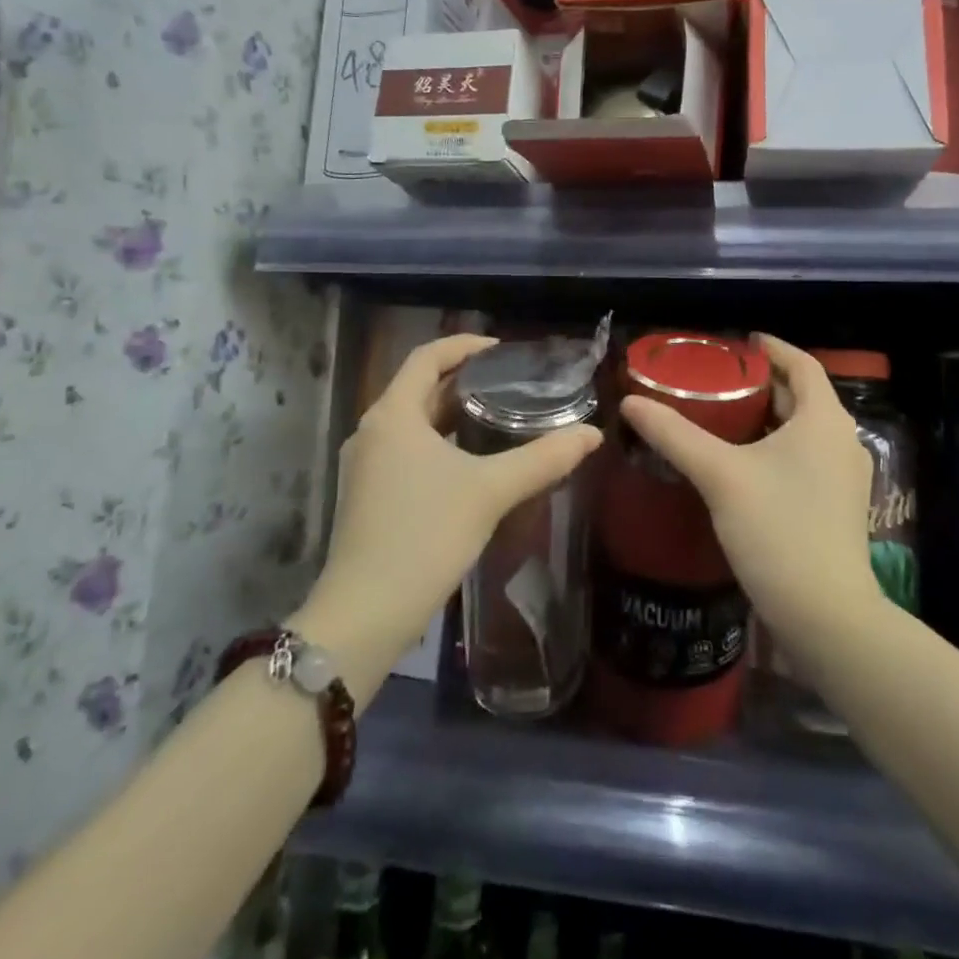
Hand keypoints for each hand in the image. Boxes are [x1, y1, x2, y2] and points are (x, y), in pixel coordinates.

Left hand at [299, 336, 602, 673]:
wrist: (366, 613)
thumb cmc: (425, 535)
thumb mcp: (490, 491)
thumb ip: (543, 458)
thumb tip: (592, 435)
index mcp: (392, 415)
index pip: (426, 357)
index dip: (464, 346)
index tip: (503, 351)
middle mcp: (372, 431)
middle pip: (420, 389)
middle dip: (464, 382)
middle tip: (511, 385)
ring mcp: (366, 466)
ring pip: (414, 424)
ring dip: (452, 416)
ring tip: (500, 419)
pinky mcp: (368, 496)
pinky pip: (408, 452)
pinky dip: (440, 444)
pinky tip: (473, 464)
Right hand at [619, 335, 879, 656]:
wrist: (826, 615)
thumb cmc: (778, 530)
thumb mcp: (720, 475)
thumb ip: (674, 435)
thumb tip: (630, 402)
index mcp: (824, 420)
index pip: (803, 364)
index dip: (772, 349)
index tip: (739, 344)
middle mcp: (843, 440)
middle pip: (802, 397)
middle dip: (762, 385)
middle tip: (717, 381)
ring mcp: (846, 477)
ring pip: (804, 430)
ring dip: (769, 418)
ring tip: (723, 417)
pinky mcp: (839, 506)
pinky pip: (807, 458)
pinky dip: (778, 447)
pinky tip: (744, 464)